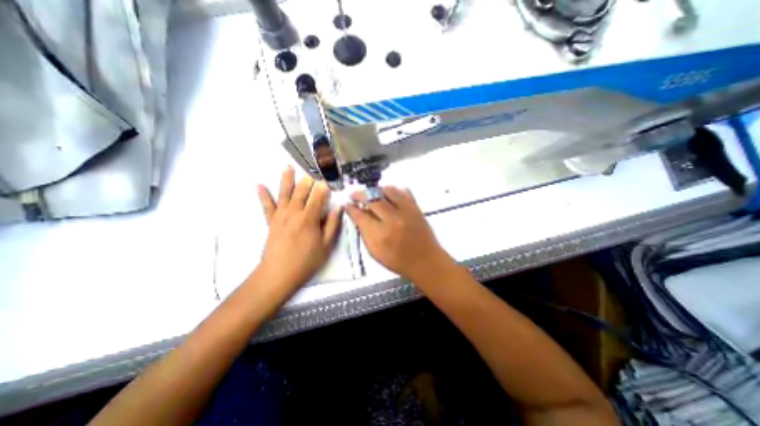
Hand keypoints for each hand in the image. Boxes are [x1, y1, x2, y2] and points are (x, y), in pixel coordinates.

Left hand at [256, 166, 343, 288]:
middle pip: (302, 191)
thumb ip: (332, 225)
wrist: (278, 274)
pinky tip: (259, 185)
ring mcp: (280, 215)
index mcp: (309, 218)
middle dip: (308, 178)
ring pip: (285, 193)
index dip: (324, 186)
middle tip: (313, 167)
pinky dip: (263, 195)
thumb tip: (338, 208)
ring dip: (287, 179)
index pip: (318, 196)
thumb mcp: (326, 245)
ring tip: (288, 166)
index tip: (328, 177)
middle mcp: (294, 212)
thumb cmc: (306, 261)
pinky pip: (266, 206)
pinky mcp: (271, 221)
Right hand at [347, 187, 452, 281]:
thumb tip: (359, 216)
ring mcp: (406, 211)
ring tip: (372, 194)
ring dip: (376, 190)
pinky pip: (403, 191)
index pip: (360, 215)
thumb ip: (365, 233)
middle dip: (359, 194)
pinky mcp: (416, 207)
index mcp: (380, 235)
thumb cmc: (399, 261)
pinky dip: (393, 190)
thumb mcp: (375, 253)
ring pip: (387, 190)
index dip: (351, 208)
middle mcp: (392, 219)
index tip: (347, 204)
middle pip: (372, 198)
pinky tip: (389, 195)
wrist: (426, 261)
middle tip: (355, 195)